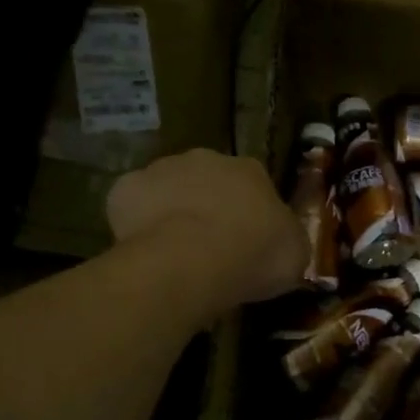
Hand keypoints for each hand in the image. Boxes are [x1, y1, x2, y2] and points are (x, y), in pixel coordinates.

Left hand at [107, 149, 308, 313]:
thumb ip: (287, 239)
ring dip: (172, 212)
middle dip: (209, 206)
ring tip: (176, 252)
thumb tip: (283, 241)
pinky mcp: (125, 189)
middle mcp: (207, 159)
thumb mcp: (294, 254)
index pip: (254, 184)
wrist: (191, 260)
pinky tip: (145, 250)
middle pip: (208, 181)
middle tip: (211, 246)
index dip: (250, 213)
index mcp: (251, 170)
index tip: (248, 241)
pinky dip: (136, 223)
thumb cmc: (253, 255)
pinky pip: (132, 206)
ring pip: (168, 189)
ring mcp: (162, 169)